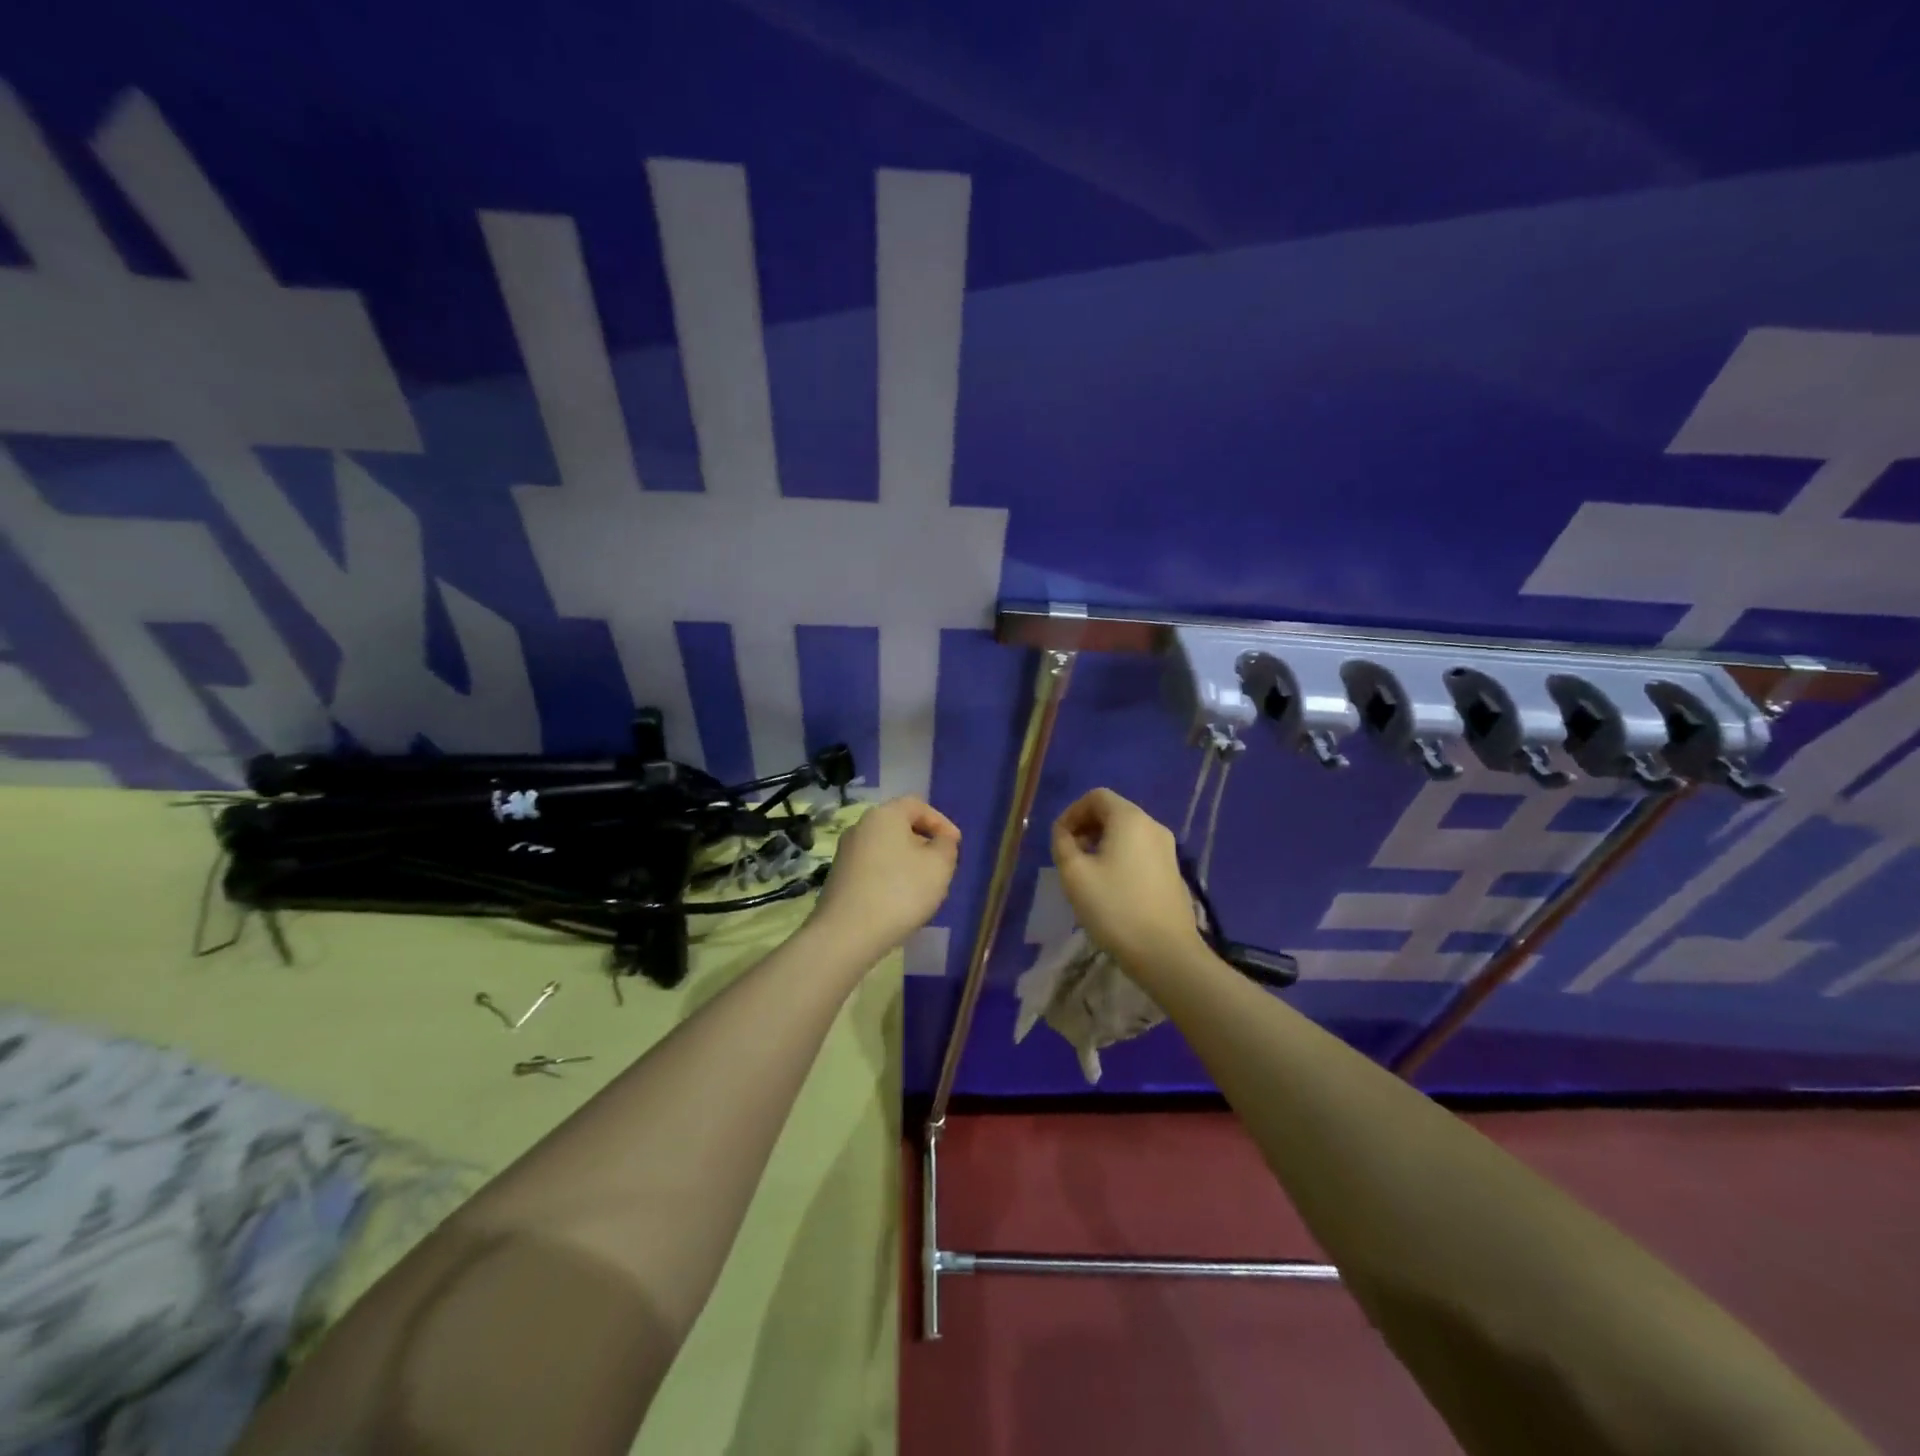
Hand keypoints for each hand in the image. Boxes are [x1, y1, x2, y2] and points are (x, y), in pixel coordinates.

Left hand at [812, 796, 960, 958]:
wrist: (846, 934)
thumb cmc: (900, 892)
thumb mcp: (939, 866)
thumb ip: (946, 846)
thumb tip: (941, 839)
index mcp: (884, 815)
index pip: (917, 805)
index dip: (941, 822)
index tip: (955, 845)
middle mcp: (860, 827)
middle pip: (899, 826)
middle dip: (924, 844)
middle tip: (942, 867)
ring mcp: (846, 853)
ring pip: (886, 849)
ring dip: (908, 863)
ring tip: (923, 888)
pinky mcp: (838, 878)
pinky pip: (873, 869)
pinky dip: (890, 878)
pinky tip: (899, 902)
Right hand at [1051, 788, 1202, 964]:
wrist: (1165, 952)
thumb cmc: (1115, 907)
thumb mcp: (1075, 874)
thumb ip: (1062, 843)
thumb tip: (1063, 832)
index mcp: (1130, 819)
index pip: (1096, 796)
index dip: (1072, 812)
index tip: (1059, 839)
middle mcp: (1153, 826)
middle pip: (1113, 811)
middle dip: (1086, 827)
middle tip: (1069, 855)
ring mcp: (1167, 849)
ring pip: (1127, 833)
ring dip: (1101, 843)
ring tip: (1086, 873)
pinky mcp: (1172, 871)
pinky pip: (1140, 851)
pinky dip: (1120, 856)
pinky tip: (1110, 886)